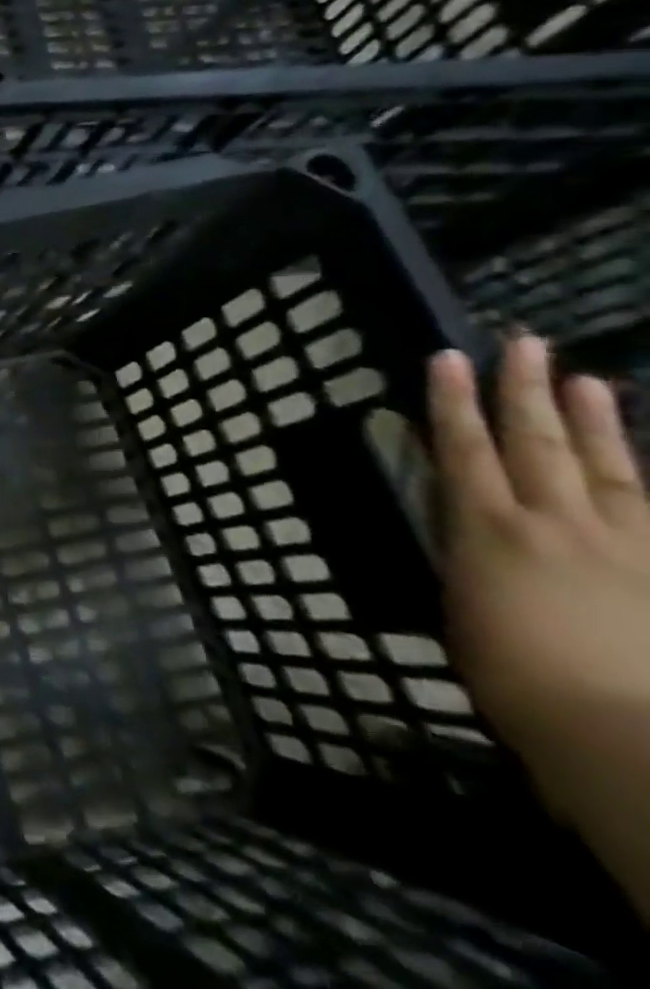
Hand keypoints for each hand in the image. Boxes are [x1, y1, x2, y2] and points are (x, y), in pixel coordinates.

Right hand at [428, 336, 649, 916]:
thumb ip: (467, 558)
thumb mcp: (461, 608)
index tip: (449, 358)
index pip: (464, 448)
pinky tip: (647, 459)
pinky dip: (649, 478)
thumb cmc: (511, 675)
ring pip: (608, 466)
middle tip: (526, 344)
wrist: (619, 734)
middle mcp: (554, 522)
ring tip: (587, 381)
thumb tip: (466, 528)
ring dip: (595, 421)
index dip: (453, 401)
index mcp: (489, 530)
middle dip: (526, 391)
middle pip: (537, 443)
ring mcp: (624, 546)